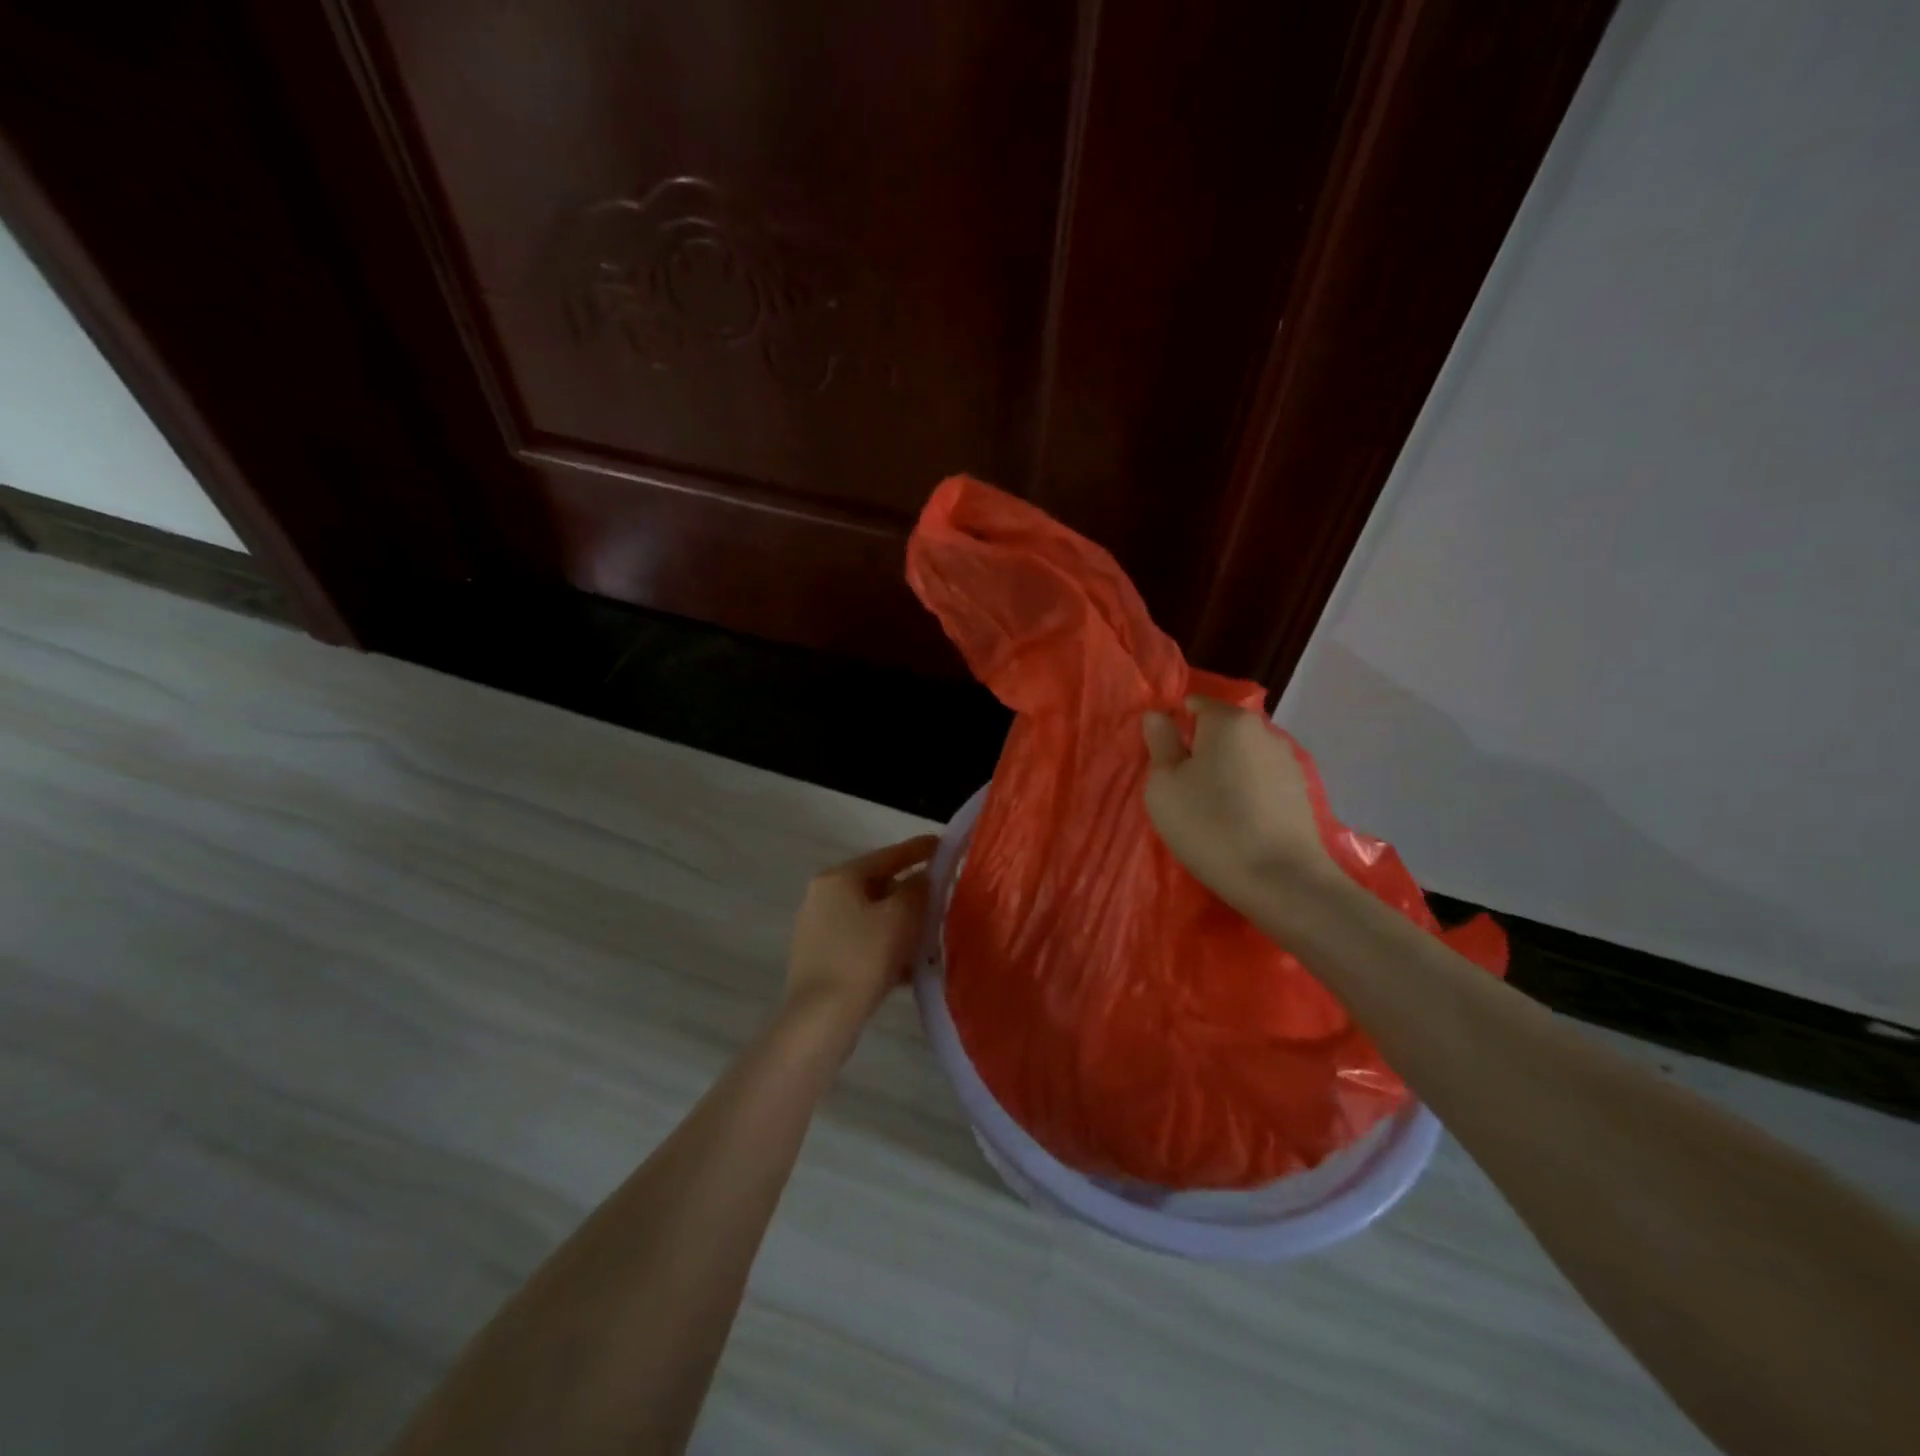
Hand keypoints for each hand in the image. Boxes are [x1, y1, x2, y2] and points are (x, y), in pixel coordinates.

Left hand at [784, 835, 938, 1033]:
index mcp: (839, 877)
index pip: (887, 855)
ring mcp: (818, 929)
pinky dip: (886, 947)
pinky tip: (909, 967)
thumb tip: (925, 877)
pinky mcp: (820, 959)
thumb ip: (918, 889)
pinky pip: (862, 942)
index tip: (944, 845)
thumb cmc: (863, 957)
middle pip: (878, 885)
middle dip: (912, 894)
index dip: (919, 849)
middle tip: (942, 899)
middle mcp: (822, 896)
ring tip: (931, 938)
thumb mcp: (901, 917)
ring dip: (901, 925)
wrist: (820, 1019)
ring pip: (872, 917)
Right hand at [1142, 697, 1340, 916]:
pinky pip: (1261, 781)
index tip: (1164, 766)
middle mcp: (1263, 730)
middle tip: (1183, 791)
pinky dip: (1248, 793)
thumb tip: (1158, 716)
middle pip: (1221, 731)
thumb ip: (1160, 743)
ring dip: (1225, 773)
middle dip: (1201, 751)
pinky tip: (1241, 824)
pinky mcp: (1301, 792)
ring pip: (1242, 756)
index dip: (1174, 730)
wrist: (1281, 880)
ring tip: (1213, 811)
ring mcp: (1288, 761)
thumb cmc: (1210, 825)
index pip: (1194, 705)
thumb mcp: (1164, 785)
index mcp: (1228, 720)